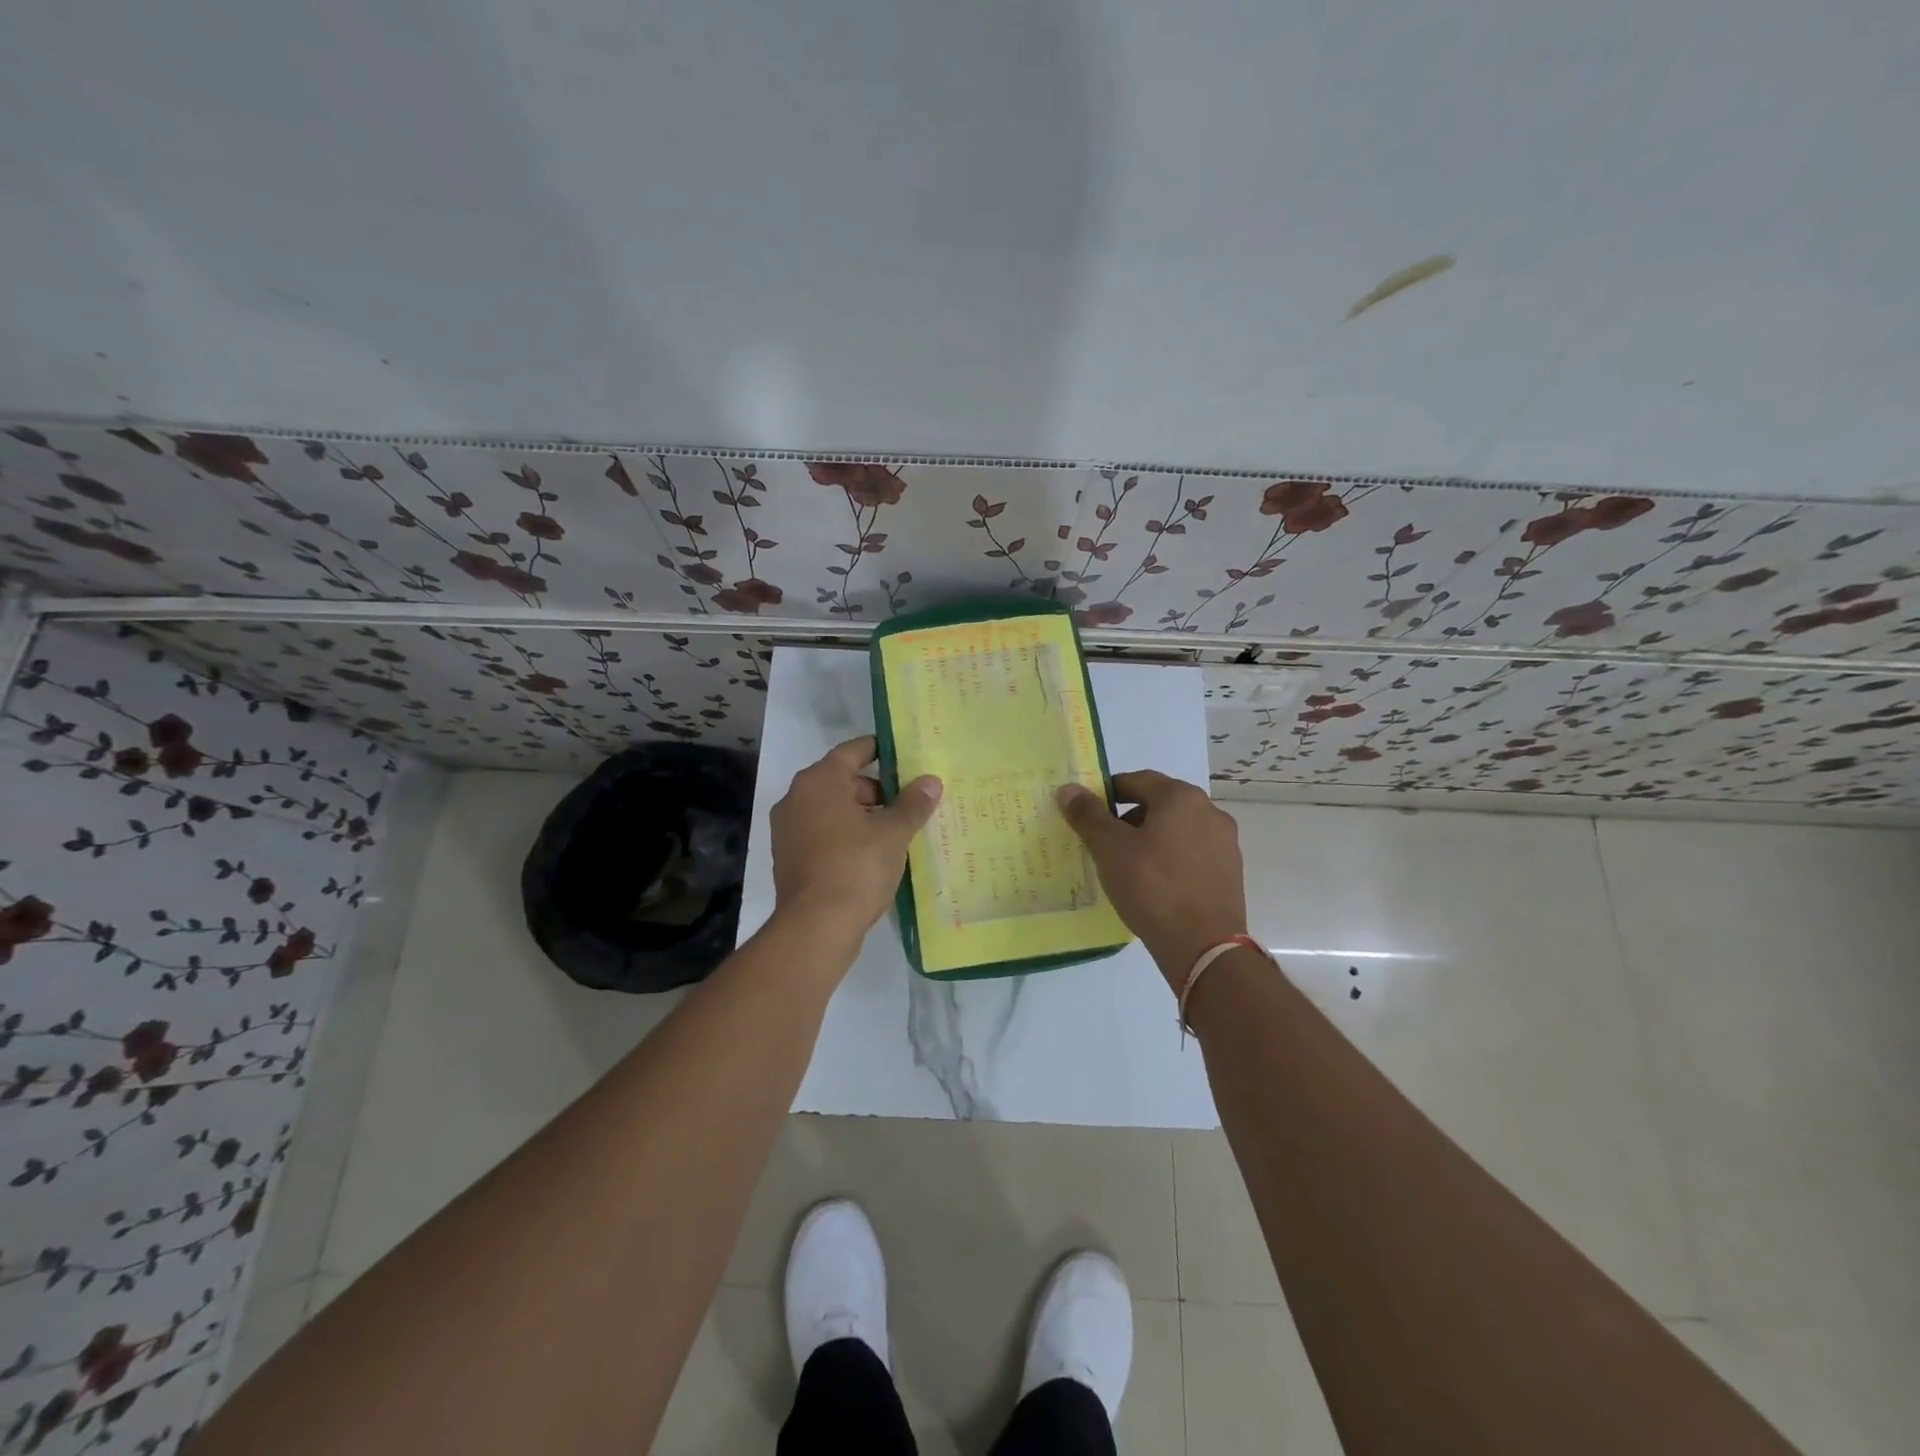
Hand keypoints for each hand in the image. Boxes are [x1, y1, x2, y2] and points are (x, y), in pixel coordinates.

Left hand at [771, 736, 941, 941]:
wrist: (815, 927)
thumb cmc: (856, 867)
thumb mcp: (893, 833)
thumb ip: (913, 804)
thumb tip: (931, 782)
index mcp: (819, 781)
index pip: (852, 751)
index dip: (879, 750)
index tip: (903, 755)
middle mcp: (797, 798)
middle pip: (841, 781)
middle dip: (875, 790)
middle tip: (907, 802)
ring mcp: (788, 830)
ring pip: (831, 809)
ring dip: (861, 815)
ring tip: (895, 831)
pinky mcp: (788, 857)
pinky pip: (822, 834)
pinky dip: (845, 835)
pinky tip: (871, 854)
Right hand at [1057, 771, 1247, 985]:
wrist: (1203, 947)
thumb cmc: (1152, 887)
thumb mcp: (1110, 849)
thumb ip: (1088, 815)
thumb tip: (1069, 789)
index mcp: (1181, 797)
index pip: (1136, 780)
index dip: (1108, 794)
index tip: (1089, 816)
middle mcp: (1209, 811)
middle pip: (1159, 803)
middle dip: (1129, 818)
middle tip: (1105, 843)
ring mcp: (1225, 842)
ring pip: (1177, 829)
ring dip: (1151, 838)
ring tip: (1129, 867)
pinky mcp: (1230, 871)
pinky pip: (1192, 853)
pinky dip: (1171, 859)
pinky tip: (1155, 884)